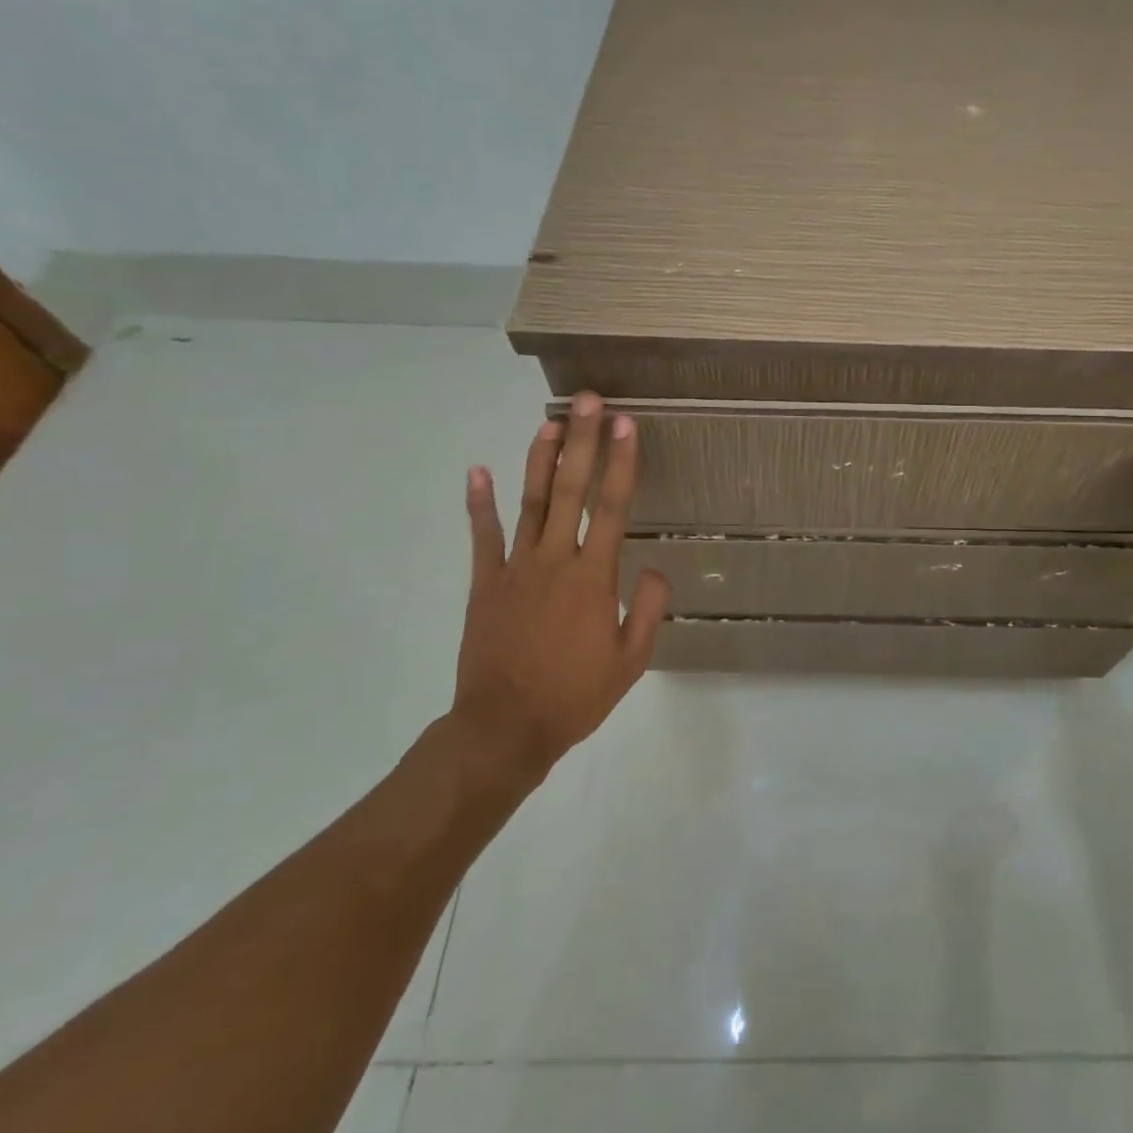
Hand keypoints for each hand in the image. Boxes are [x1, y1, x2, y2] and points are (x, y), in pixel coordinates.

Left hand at [447, 391, 670, 799]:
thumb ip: (647, 610)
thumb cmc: (574, 697)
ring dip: (540, 460)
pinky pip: (483, 538)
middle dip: (583, 442)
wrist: (504, 730)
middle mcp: (555, 561)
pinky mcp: (485, 585)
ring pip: (530, 503)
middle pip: (571, 491)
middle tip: (589, 401)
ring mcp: (515, 569)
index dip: (622, 462)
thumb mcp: (630, 661)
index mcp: (593, 578)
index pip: (612, 507)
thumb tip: (654, 567)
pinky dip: (480, 504)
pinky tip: (478, 471)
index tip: (627, 424)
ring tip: (550, 422)